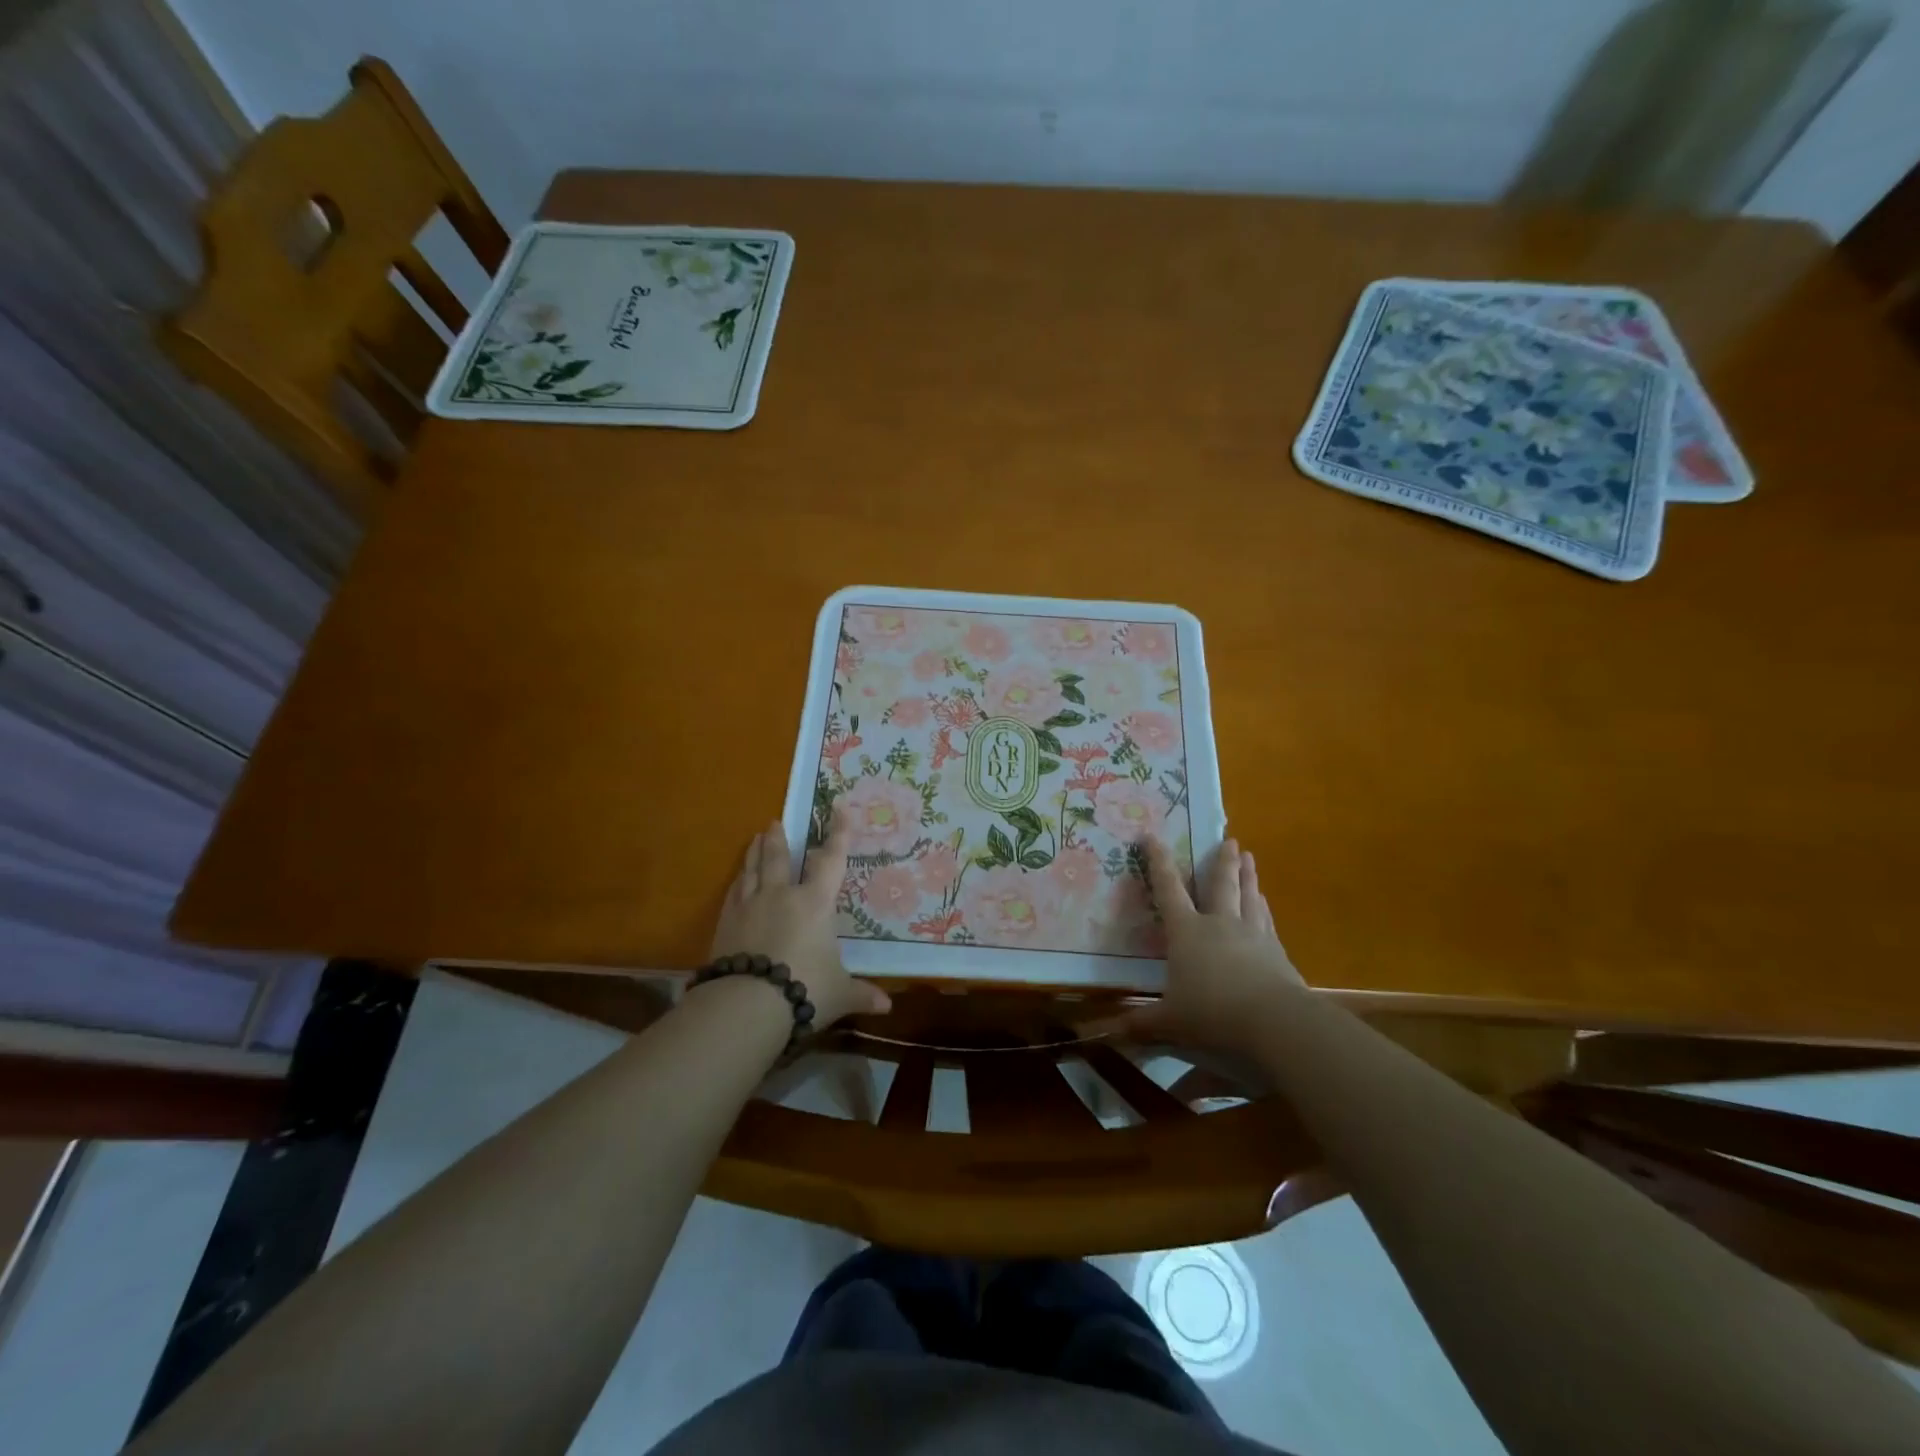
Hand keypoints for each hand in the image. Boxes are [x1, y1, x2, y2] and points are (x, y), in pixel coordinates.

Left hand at [708, 819, 891, 1026]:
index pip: (830, 861)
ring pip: (752, 870)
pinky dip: (737, 882)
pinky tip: (736, 881)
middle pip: (779, 858)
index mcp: (814, 903)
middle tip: (775, 821)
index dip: (838, 835)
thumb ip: (860, 994)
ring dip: (755, 853)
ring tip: (756, 838)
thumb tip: (886, 1008)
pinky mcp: (725, 924)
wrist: (747, 1004)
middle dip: (779, 838)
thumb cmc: (804, 990)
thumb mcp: (838, 994)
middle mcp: (781, 895)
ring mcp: (749, 907)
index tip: (839, 809)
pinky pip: (733, 894)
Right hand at [1106, 836, 1305, 1057]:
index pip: (1168, 890)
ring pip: (1249, 897)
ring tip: (1250, 859)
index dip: (1158, 862)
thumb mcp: (1171, 1021)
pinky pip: (1267, 922)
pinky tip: (1267, 906)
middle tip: (1230, 840)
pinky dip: (1264, 909)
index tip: (1151, 836)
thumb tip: (1110, 1032)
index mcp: (1187, 932)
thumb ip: (1143, 1022)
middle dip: (1222, 861)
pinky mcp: (1277, 953)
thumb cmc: (1212, 1014)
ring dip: (1248, 877)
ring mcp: (1253, 935)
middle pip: (1221, 885)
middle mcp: (1219, 924)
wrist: (1275, 1022)